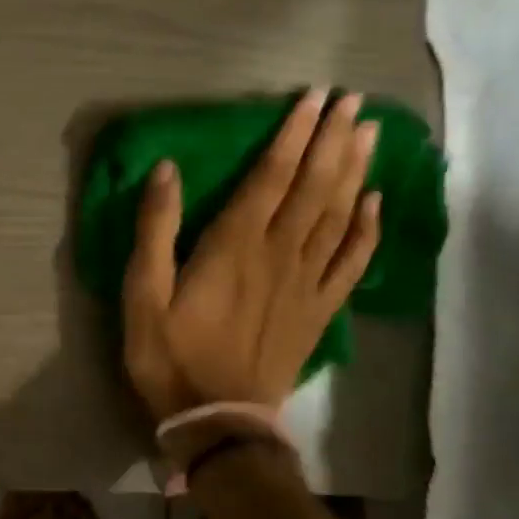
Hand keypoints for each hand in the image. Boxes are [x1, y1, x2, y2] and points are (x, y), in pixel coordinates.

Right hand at [122, 89, 379, 422]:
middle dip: (333, 140)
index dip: (293, 134)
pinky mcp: (319, 310)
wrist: (217, 419)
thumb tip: (167, 170)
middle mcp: (279, 254)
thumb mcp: (143, 293)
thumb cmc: (170, 354)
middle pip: (315, 187)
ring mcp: (306, 283)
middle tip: (353, 102)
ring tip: (369, 134)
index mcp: (235, 245)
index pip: (271, 176)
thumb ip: (156, 230)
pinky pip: (352, 263)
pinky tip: (376, 204)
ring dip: (355, 172)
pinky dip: (368, 231)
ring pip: (339, 216)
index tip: (313, 98)